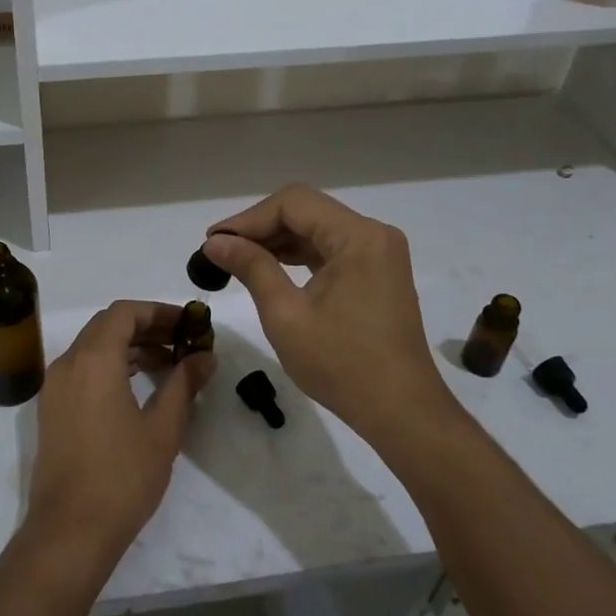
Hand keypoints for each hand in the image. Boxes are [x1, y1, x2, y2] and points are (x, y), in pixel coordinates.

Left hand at [25, 301, 214, 569]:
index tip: (189, 324)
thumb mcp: (163, 428)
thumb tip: (204, 356)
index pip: (125, 312)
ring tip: (168, 364)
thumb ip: (184, 384)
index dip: (159, 312)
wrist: (69, 531)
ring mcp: (55, 386)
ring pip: (94, 347)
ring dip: (129, 346)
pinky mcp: (52, 408)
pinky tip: (139, 386)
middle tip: (183, 342)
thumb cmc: (122, 477)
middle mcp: (68, 363)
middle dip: (147, 327)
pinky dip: (111, 365)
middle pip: (107, 325)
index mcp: (94, 360)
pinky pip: (83, 369)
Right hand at [202, 185, 454, 448]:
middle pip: (307, 211)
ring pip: (317, 229)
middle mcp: (374, 234)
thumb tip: (215, 243)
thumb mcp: (286, 315)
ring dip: (277, 241)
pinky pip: (331, 250)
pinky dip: (299, 256)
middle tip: (219, 252)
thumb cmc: (342, 365)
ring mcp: (379, 253)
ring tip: (236, 260)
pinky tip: (269, 269)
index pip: (293, 204)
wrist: (401, 412)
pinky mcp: (377, 273)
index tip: (213, 242)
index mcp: (358, 237)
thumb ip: (251, 268)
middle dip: (260, 228)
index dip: (248, 218)